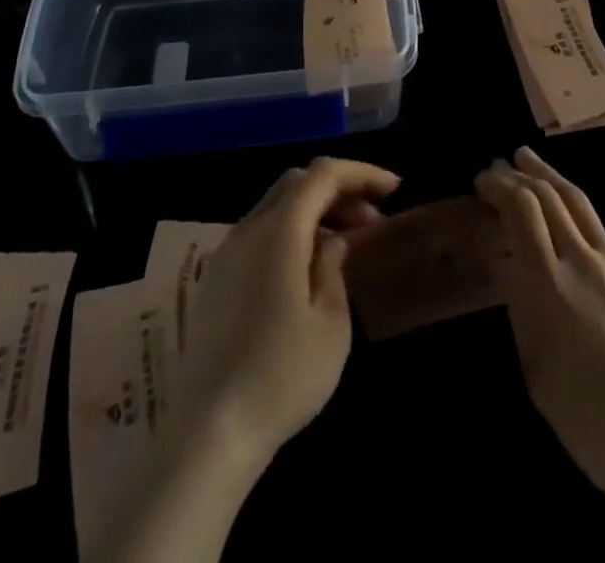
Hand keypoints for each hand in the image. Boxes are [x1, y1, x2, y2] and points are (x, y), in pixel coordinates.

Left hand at [176, 156, 399, 473]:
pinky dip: (290, 231)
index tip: (394, 189)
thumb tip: (331, 241)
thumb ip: (334, 266)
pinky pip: (259, 232)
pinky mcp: (216, 279)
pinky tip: (308, 267)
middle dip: (338, 189)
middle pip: (296, 182)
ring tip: (346, 242)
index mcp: (279, 230)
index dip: (360, 173)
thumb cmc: (283, 375)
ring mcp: (226, 252)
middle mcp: (248, 228)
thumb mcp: (331, 322)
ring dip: (314, 210)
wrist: (210, 431)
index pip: (323, 174)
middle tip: (371, 218)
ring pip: (275, 205)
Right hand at [477, 149, 604, 562]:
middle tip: (497, 166)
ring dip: (548, 176)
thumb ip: (521, 310)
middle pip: (548, 196)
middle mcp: (583, 262)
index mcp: (550, 286)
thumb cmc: (591, 423)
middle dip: (519, 175)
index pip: (522, 210)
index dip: (499, 186)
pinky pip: (599, 232)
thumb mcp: (537, 372)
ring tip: (528, 159)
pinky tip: (566, 219)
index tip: (482, 181)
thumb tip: (509, 266)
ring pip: (578, 202)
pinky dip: (573, 211)